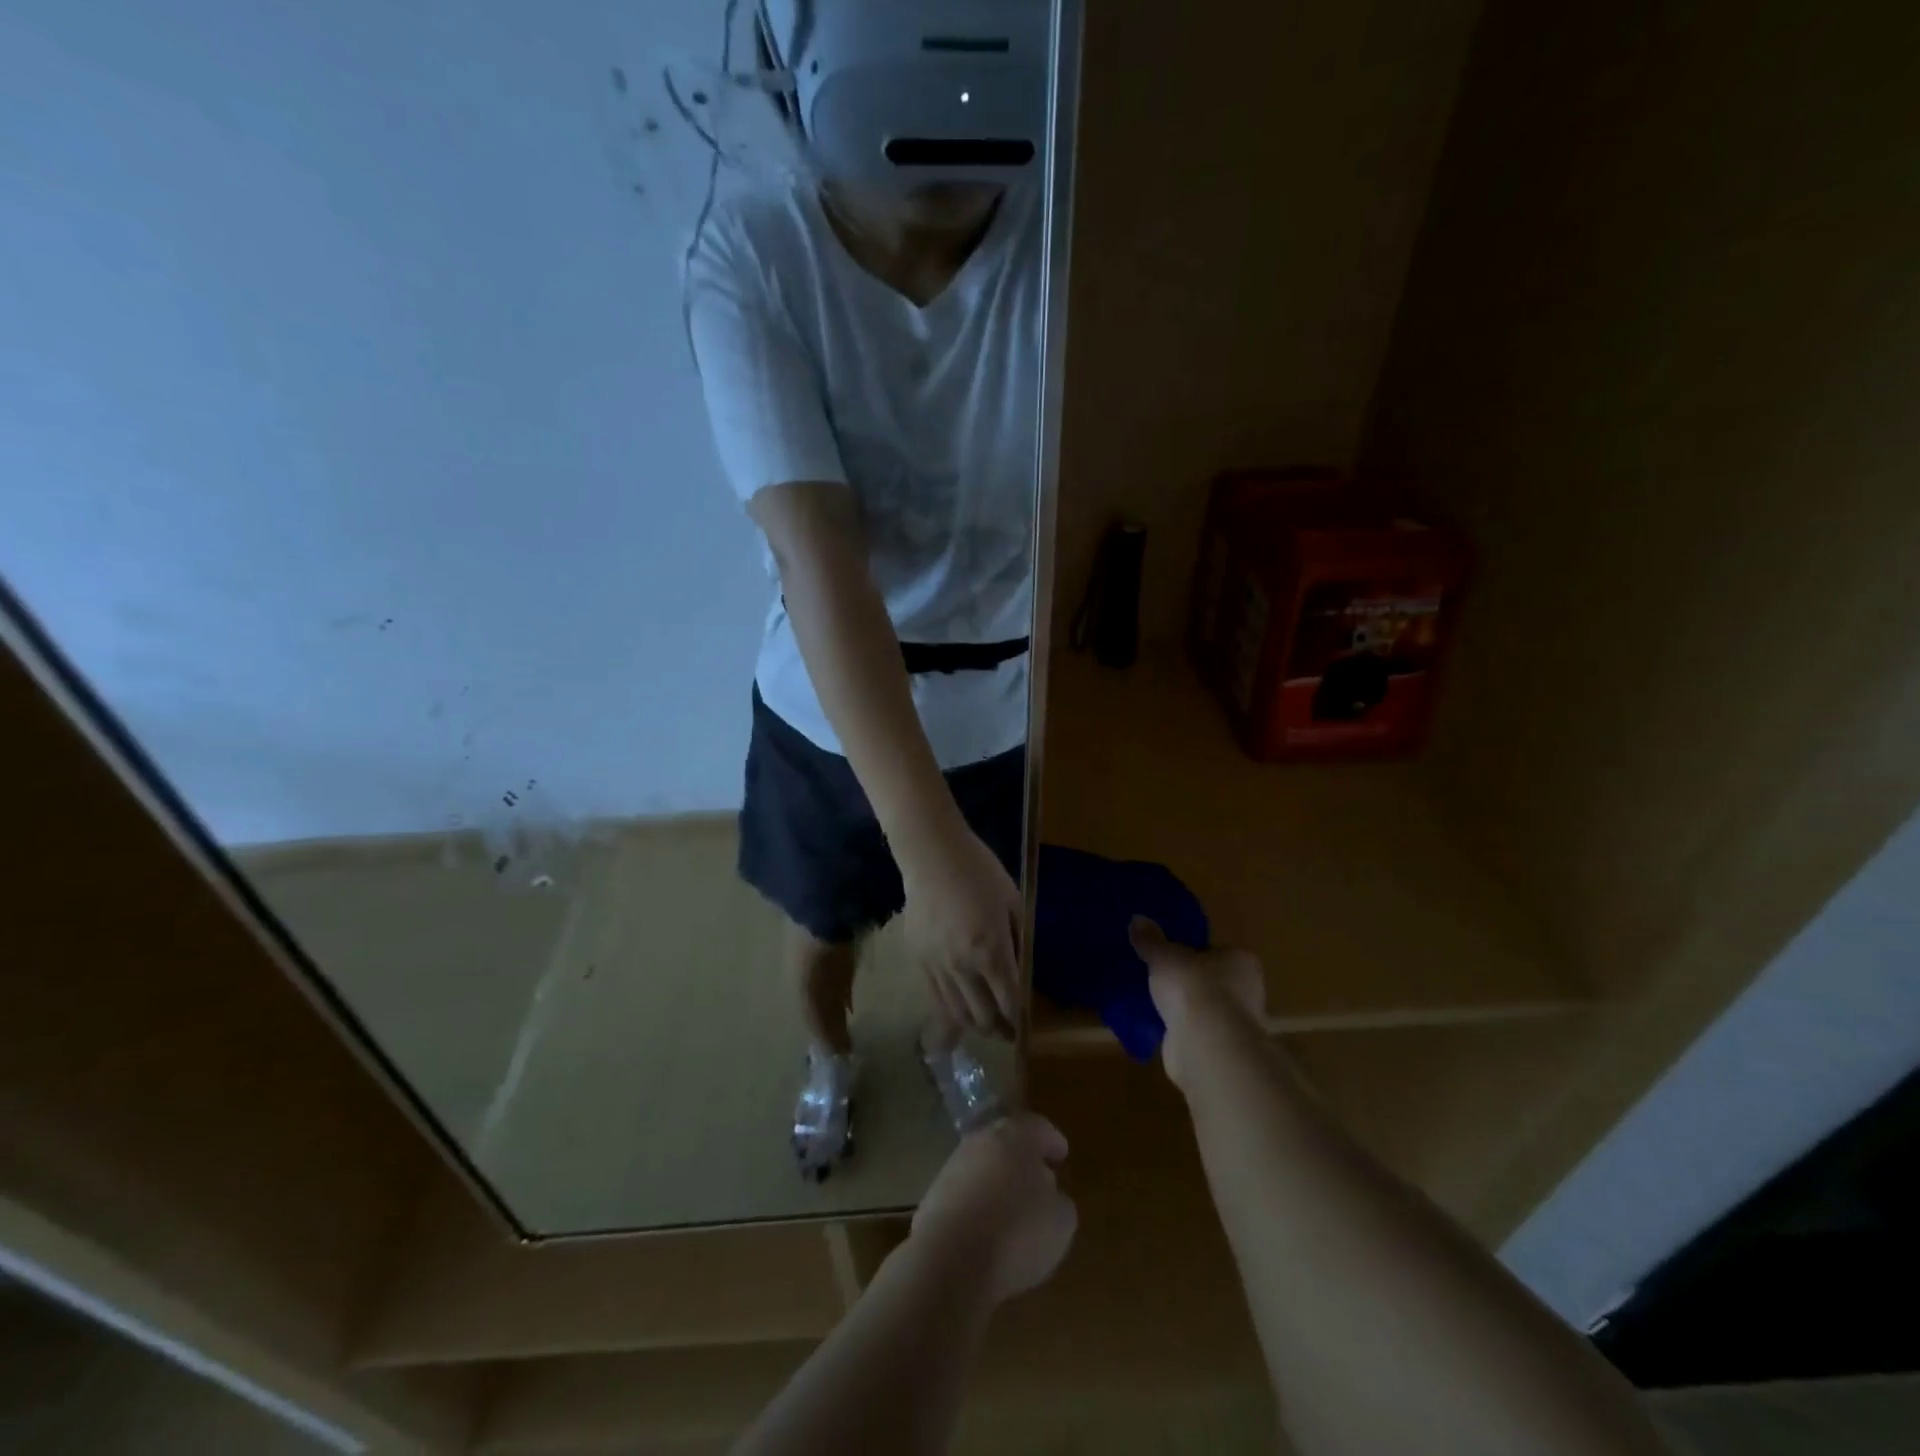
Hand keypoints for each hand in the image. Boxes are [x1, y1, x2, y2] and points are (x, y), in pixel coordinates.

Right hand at [900, 823, 1021, 1037]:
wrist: (932, 856)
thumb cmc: (979, 872)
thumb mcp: (1013, 902)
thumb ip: (1018, 940)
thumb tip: (1020, 969)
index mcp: (991, 951)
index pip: (1009, 1002)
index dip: (1019, 1020)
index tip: (1024, 1026)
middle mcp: (963, 967)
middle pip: (982, 1016)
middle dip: (998, 1029)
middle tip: (1006, 1028)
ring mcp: (936, 966)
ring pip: (956, 1013)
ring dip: (974, 1024)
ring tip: (984, 1022)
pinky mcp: (917, 960)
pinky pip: (934, 997)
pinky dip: (949, 1010)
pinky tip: (958, 1007)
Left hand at [910, 1113, 1076, 1305]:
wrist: (950, 1259)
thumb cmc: (1017, 1234)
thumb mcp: (1060, 1222)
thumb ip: (1059, 1200)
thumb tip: (1049, 1194)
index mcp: (1017, 1136)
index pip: (1039, 1128)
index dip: (1052, 1141)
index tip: (1062, 1155)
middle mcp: (983, 1140)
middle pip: (1007, 1141)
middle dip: (1023, 1158)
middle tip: (1039, 1179)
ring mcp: (954, 1164)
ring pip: (984, 1164)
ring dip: (998, 1180)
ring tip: (1013, 1207)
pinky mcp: (934, 1192)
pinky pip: (966, 1190)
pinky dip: (979, 1201)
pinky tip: (988, 1227)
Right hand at [1130, 916, 1266, 1088]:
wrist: (1206, 1043)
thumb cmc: (1193, 986)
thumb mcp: (1164, 955)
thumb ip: (1151, 940)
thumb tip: (1137, 919)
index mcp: (1241, 961)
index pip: (1216, 951)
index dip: (1193, 952)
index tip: (1170, 955)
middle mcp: (1247, 991)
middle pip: (1211, 980)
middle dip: (1188, 981)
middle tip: (1158, 977)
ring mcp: (1235, 1024)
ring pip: (1204, 1009)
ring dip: (1184, 1008)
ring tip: (1153, 1001)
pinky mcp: (1220, 1050)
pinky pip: (1195, 1032)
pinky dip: (1180, 1030)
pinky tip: (1158, 1027)